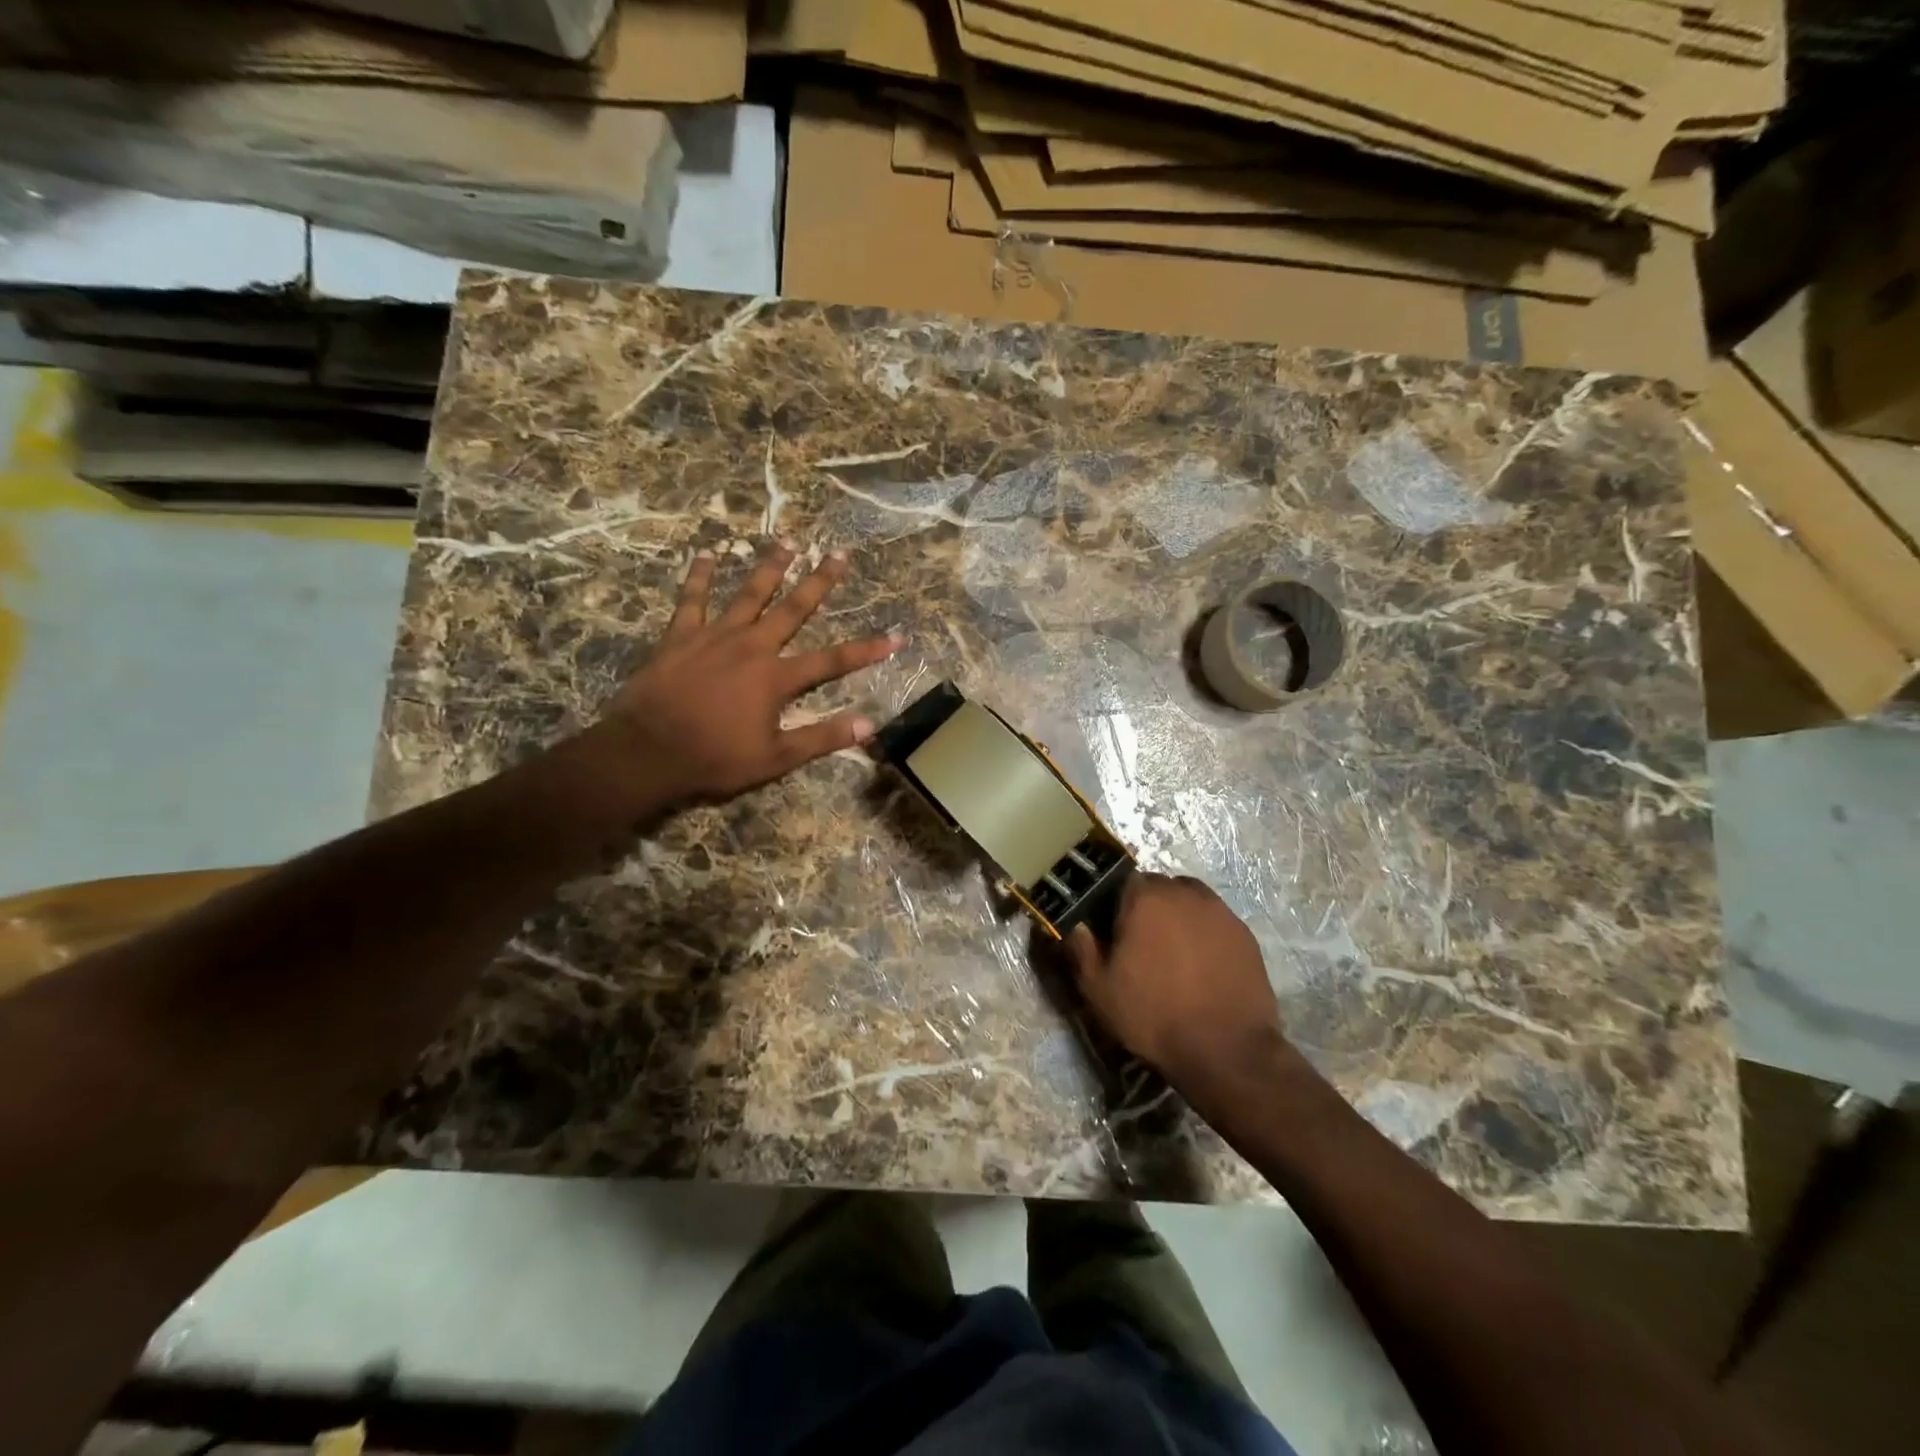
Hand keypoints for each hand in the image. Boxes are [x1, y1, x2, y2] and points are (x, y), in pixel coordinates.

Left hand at [599, 542, 901, 806]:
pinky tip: (707, 554)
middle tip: (838, 554)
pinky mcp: (681, 636)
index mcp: (776, 678)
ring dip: (769, 567)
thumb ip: (821, 737)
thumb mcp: (776, 758)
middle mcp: (752, 646)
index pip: (833, 661)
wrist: (648, 751)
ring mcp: (715, 636)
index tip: (895, 636)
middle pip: (793, 609)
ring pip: (748, 594)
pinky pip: (692, 600)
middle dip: (819, 582)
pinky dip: (700, 577)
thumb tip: (868, 725)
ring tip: (788, 541)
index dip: (867, 650)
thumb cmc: (715, 757)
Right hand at [1065, 874, 1288, 1092]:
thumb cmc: (1154, 1015)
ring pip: (1190, 901)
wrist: (1227, 1050)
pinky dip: (1206, 936)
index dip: (1116, 905)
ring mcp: (1220, 912)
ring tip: (1175, 954)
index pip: (1123, 881)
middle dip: (1149, 908)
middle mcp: (1184, 893)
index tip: (1114, 933)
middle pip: (1159, 888)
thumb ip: (1081, 949)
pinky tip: (1202, 967)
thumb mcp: (1099, 990)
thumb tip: (1077, 925)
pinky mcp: (1245, 934)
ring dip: (1179, 918)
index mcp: (1145, 898)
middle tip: (1143, 945)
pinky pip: (1215, 923)